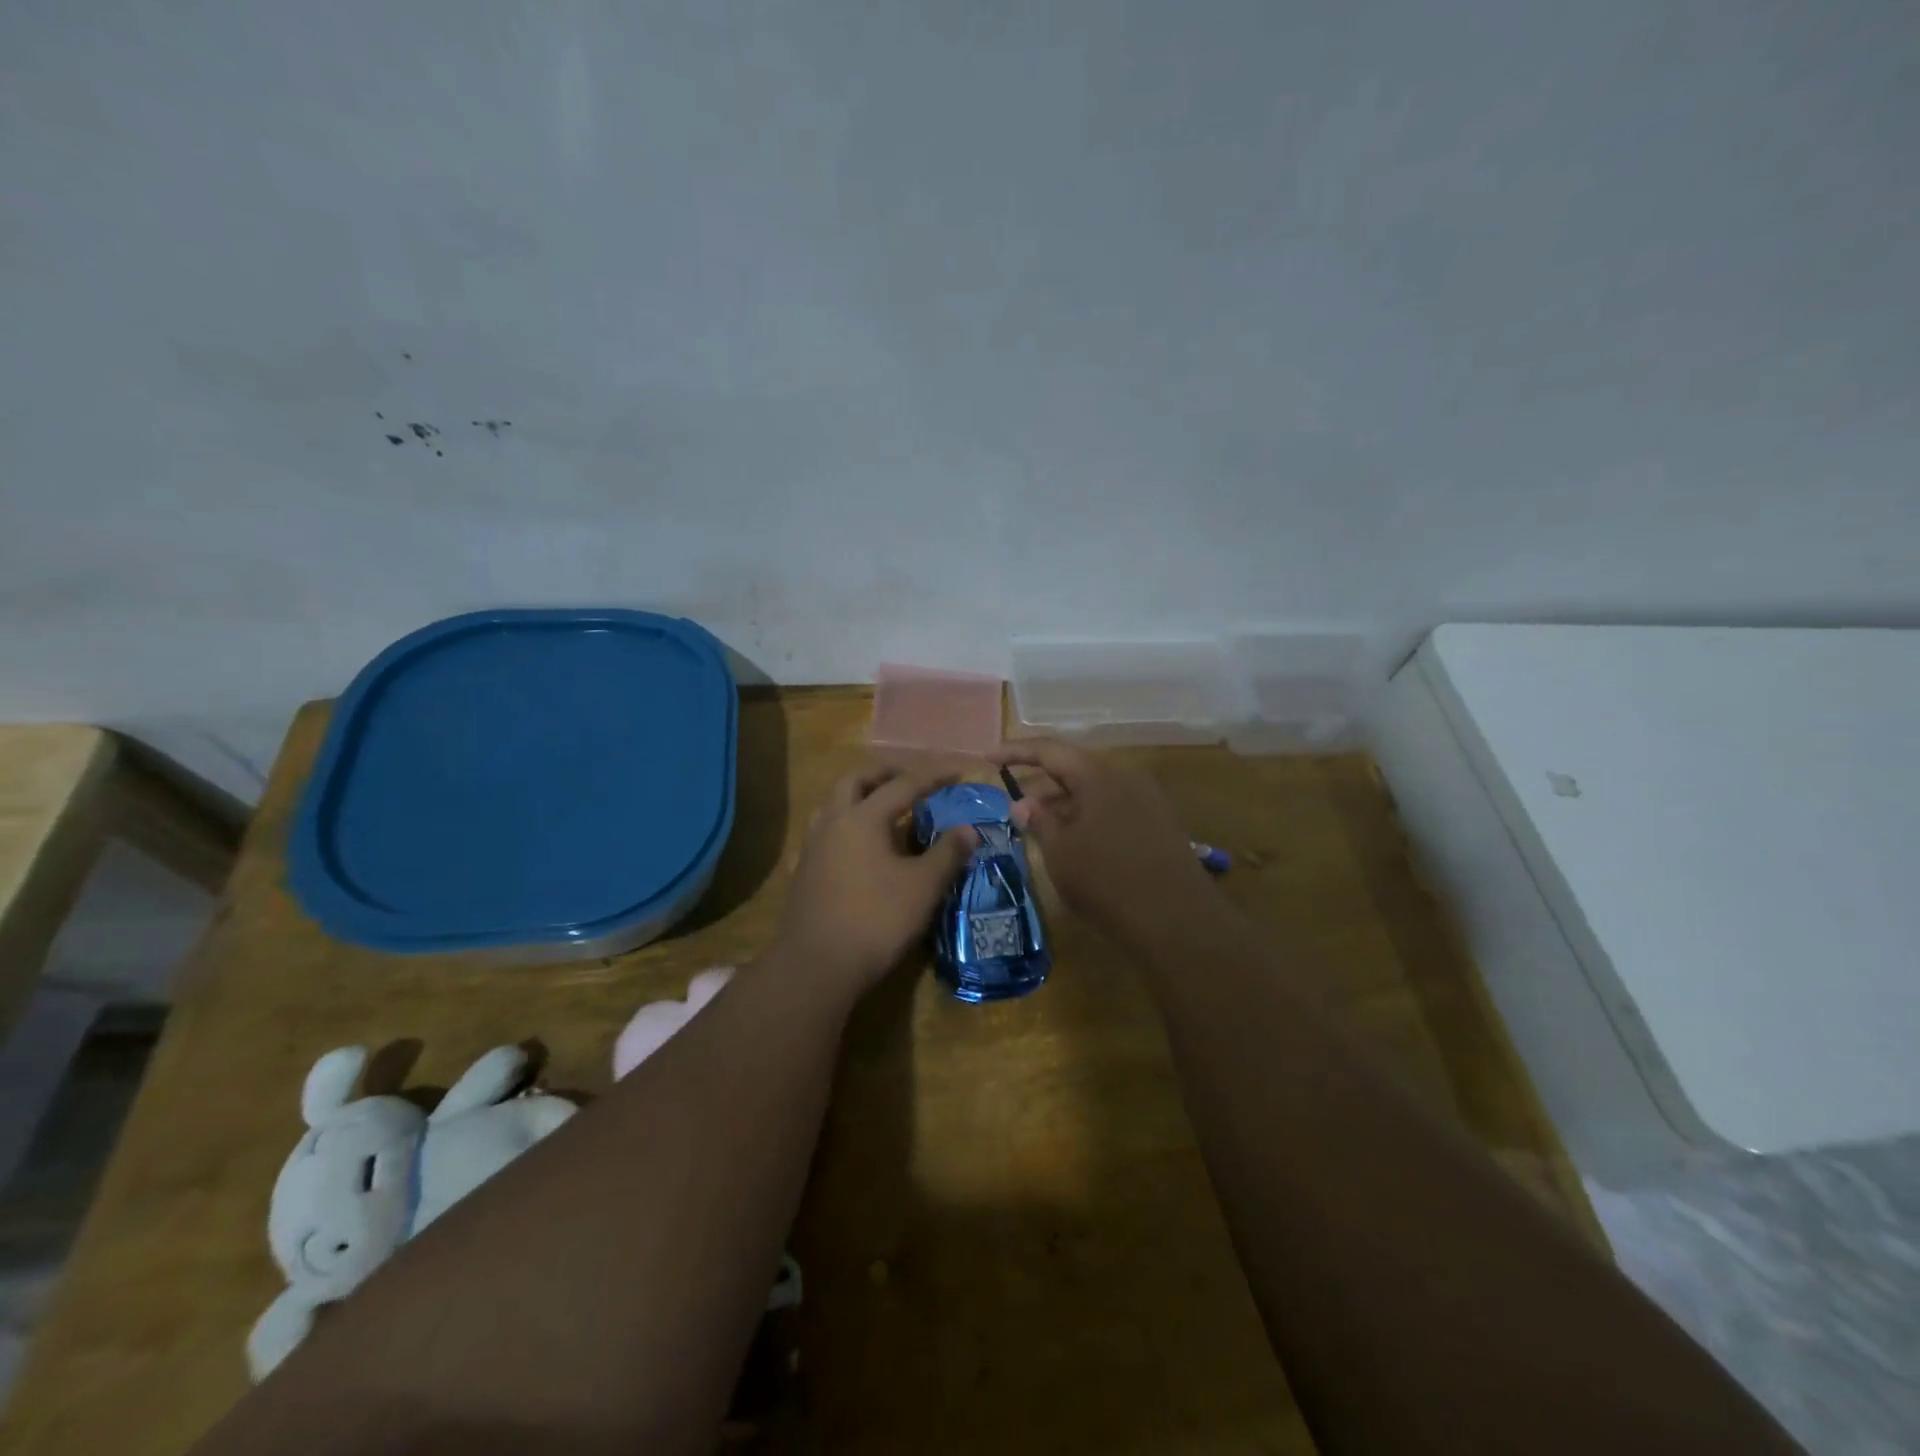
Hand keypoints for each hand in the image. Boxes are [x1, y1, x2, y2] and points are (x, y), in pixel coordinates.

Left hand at [769, 764, 978, 998]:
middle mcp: (832, 823)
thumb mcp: (923, 887)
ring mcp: (810, 848)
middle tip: (908, 781)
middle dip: (883, 775)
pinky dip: (837, 832)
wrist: (817, 966)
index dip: (931, 778)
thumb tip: (968, 828)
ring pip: (830, 806)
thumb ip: (947, 854)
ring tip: (878, 810)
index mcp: (863, 818)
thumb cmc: (876, 920)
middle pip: (854, 781)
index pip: (902, 786)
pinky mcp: (800, 873)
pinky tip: (846, 849)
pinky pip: (818, 838)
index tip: (955, 773)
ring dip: (855, 798)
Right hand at [989, 738, 1216, 943]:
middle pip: (1074, 767)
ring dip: (1063, 802)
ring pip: (1093, 788)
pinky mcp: (1157, 820)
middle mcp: (1125, 775)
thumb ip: (1039, 821)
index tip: (987, 758)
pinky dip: (1086, 814)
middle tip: (1012, 803)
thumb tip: (1023, 804)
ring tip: (1038, 825)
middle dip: (1040, 783)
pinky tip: (1072, 839)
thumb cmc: (1107, 881)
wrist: (1177, 919)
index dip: (1015, 751)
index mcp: (1098, 774)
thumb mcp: (1060, 852)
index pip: (1049, 750)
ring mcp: (1146, 797)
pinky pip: (1112, 805)